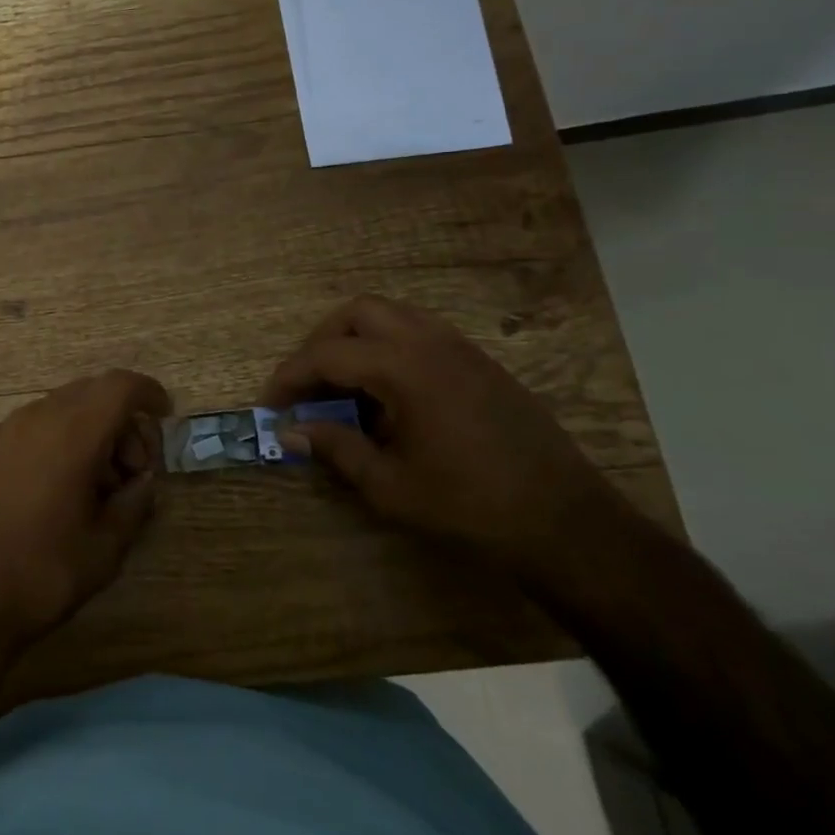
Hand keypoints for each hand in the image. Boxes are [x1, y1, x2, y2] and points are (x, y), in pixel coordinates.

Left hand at [0, 369, 171, 658]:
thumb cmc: (41, 572)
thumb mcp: (105, 546)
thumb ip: (135, 502)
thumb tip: (143, 481)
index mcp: (72, 432)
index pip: (120, 386)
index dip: (149, 393)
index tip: (166, 418)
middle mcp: (38, 417)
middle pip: (93, 393)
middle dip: (123, 420)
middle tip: (135, 470)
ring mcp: (8, 430)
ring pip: (64, 408)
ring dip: (93, 431)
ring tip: (101, 486)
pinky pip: (38, 425)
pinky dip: (63, 439)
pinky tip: (65, 487)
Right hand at [261, 296, 621, 574]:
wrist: (564, 522)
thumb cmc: (468, 506)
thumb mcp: (388, 485)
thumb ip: (334, 448)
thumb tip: (289, 430)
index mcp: (403, 367)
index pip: (326, 355)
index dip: (289, 377)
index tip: (269, 403)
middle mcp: (430, 342)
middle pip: (357, 313)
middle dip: (321, 341)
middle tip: (307, 383)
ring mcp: (461, 348)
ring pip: (392, 315)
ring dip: (357, 339)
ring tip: (343, 385)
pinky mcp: (480, 363)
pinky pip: (420, 333)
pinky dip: (389, 347)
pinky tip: (388, 394)